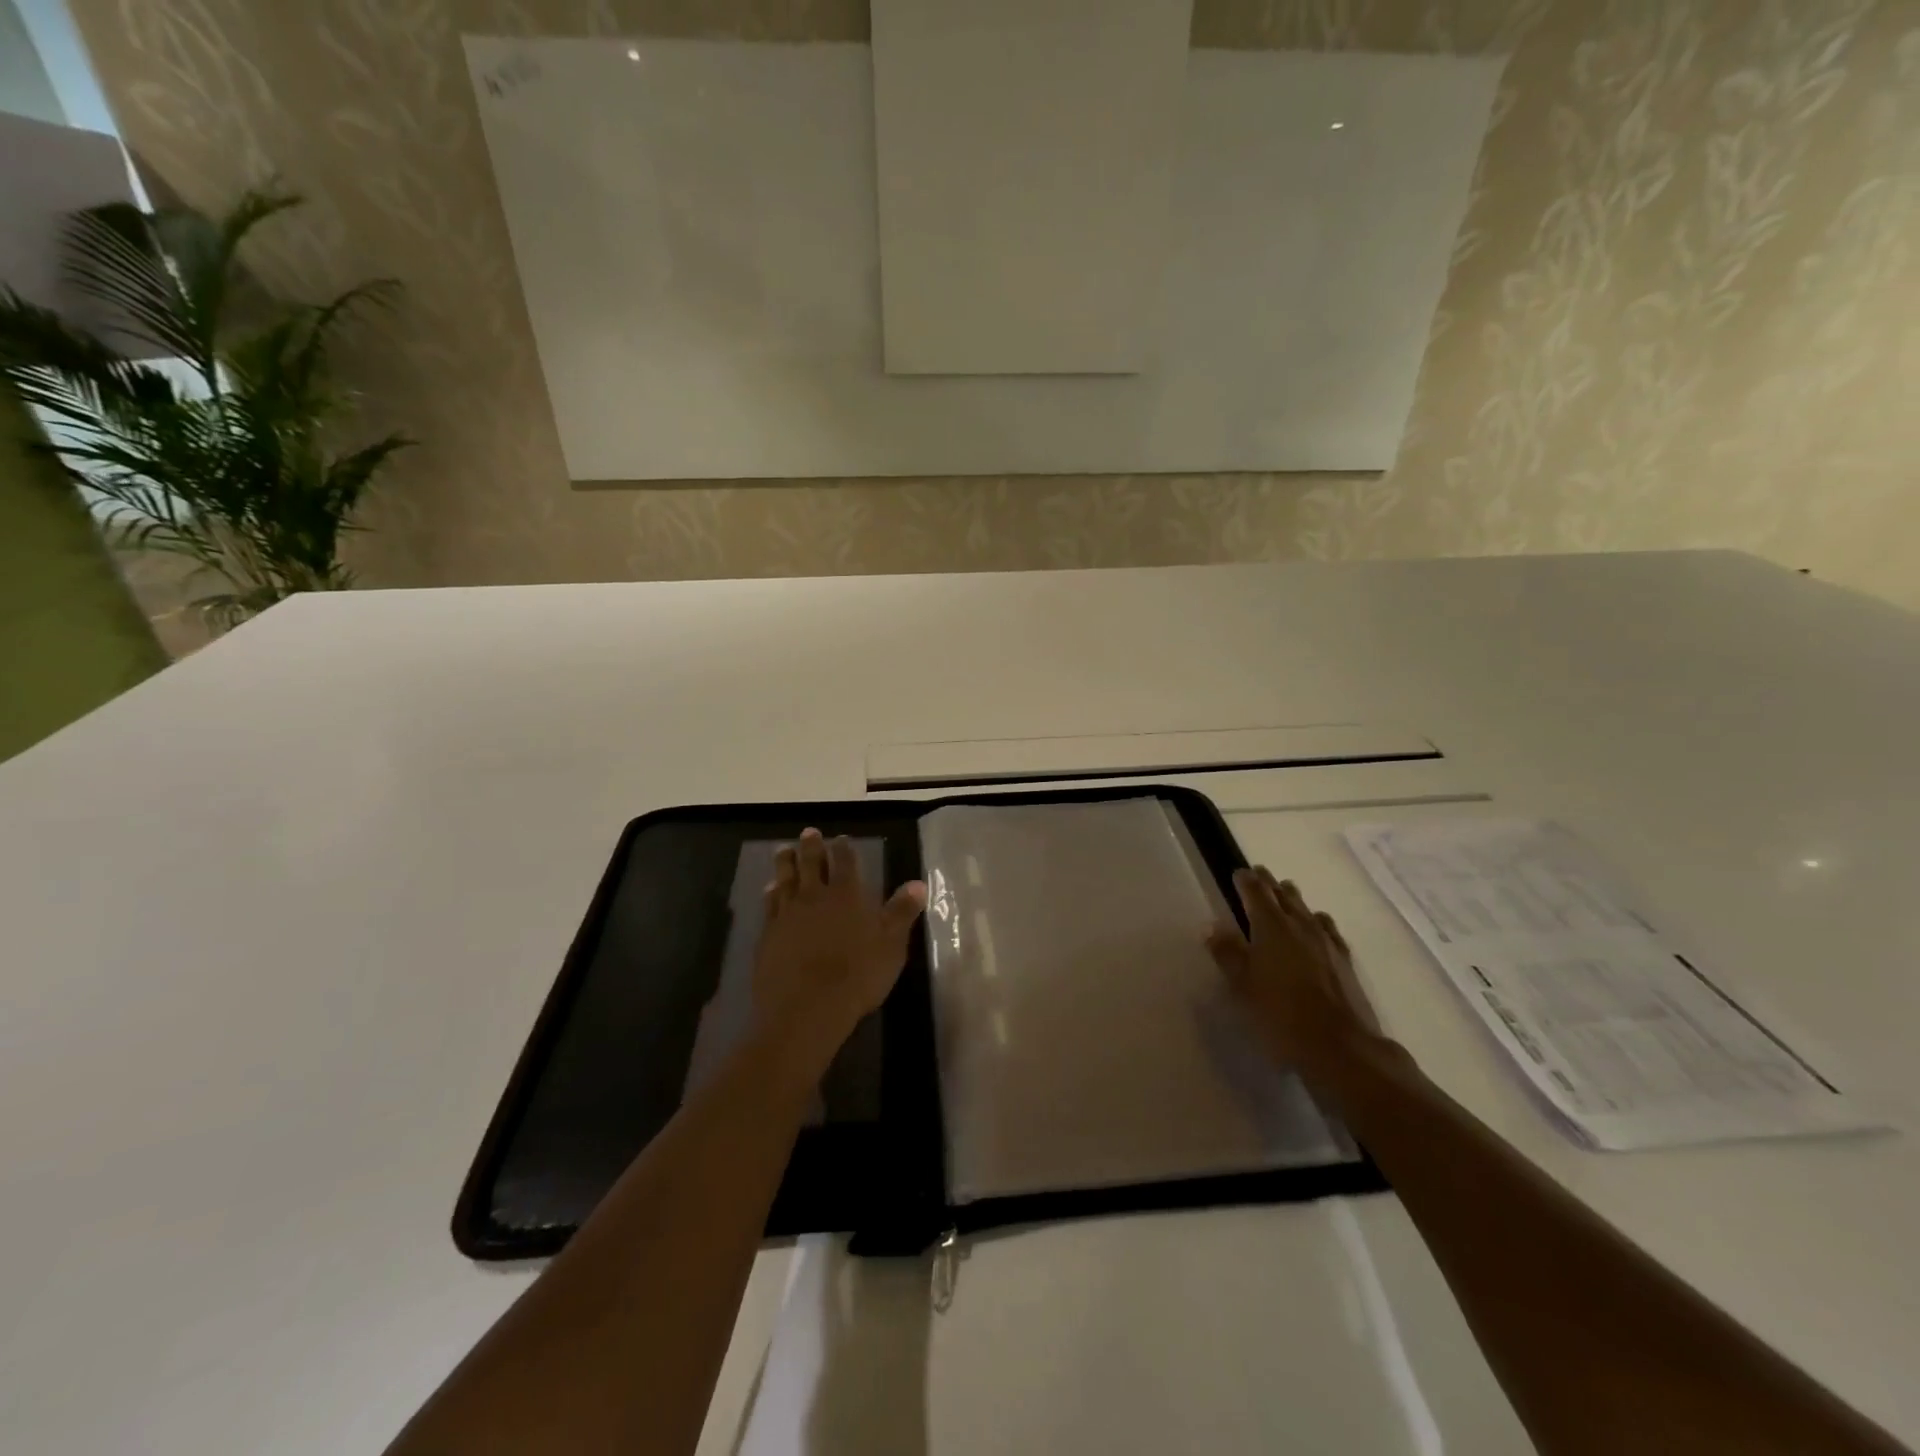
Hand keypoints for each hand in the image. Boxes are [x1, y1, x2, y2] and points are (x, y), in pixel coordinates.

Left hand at [754, 828, 927, 1060]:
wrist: (806, 1008)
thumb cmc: (857, 975)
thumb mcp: (891, 945)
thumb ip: (902, 912)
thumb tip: (917, 884)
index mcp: (847, 894)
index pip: (845, 862)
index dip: (844, 849)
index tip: (841, 839)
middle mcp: (815, 895)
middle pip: (810, 862)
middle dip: (811, 846)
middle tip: (809, 833)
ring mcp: (787, 913)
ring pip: (785, 877)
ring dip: (785, 862)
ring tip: (784, 850)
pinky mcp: (768, 933)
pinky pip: (769, 904)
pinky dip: (771, 892)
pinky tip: (770, 889)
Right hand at [1207, 867, 1381, 1083]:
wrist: (1341, 1046)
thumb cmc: (1281, 1015)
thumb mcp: (1242, 986)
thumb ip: (1227, 953)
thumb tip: (1212, 925)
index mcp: (1270, 926)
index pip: (1256, 891)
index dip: (1246, 880)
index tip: (1238, 874)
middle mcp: (1299, 924)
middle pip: (1283, 893)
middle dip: (1268, 883)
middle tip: (1257, 876)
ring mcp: (1326, 940)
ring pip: (1305, 907)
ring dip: (1291, 898)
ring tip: (1284, 895)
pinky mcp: (1344, 958)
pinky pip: (1326, 926)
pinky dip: (1315, 919)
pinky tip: (1316, 925)